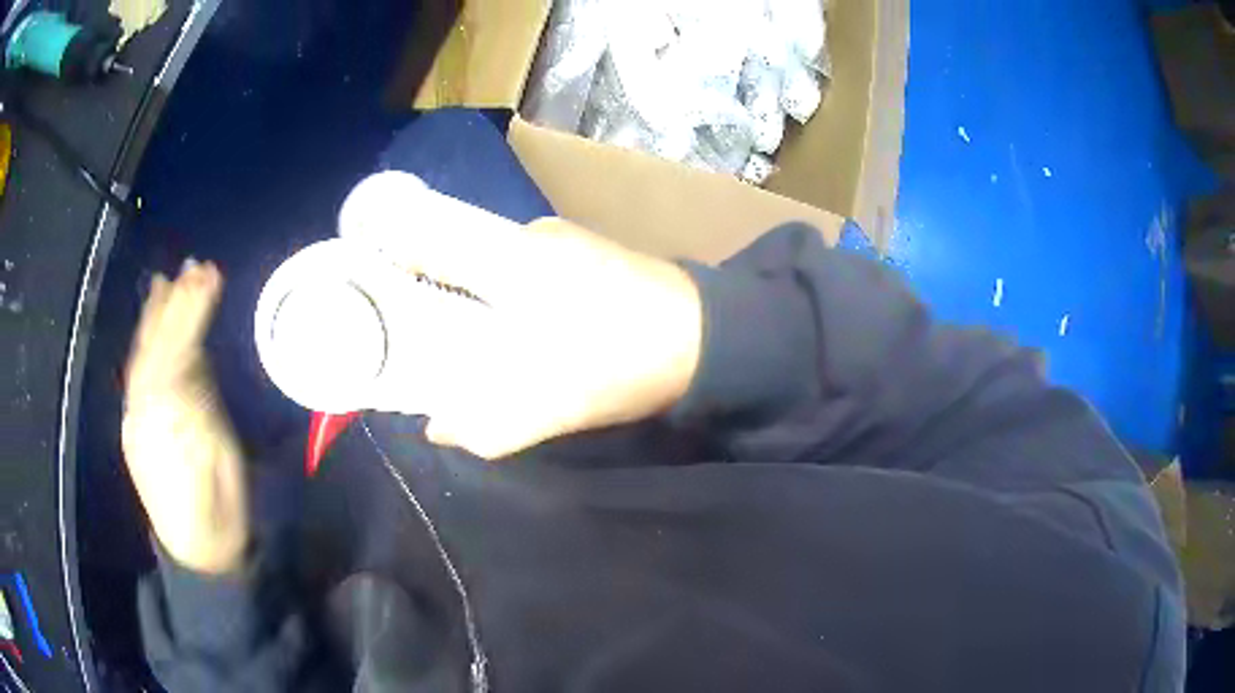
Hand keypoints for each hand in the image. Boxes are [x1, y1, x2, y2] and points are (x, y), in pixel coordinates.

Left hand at [122, 261, 248, 574]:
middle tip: (195, 267)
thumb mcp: (220, 466)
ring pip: (143, 357)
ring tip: (171, 279)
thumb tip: (196, 360)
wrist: (199, 551)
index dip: (187, 316)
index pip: (170, 357)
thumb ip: (201, 412)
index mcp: (164, 426)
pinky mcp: (138, 423)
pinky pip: (141, 372)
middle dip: (173, 306)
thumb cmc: (219, 514)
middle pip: (153, 350)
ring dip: (158, 315)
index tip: (208, 278)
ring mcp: (137, 418)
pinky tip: (155, 317)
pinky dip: (150, 339)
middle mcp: (142, 414)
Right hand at [339, 172, 703, 458]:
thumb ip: (481, 421)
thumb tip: (434, 425)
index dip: (381, 250)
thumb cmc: (623, 361)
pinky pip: (515, 264)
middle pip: (446, 245)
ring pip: (481, 256)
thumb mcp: (547, 404)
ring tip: (455, 331)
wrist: (710, 339)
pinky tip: (510, 324)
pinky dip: (496, 289)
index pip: (420, 231)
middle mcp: (525, 234)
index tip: (358, 283)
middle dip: (416, 279)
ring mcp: (555, 238)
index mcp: (508, 258)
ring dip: (461, 288)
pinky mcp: (579, 250)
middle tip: (400, 322)